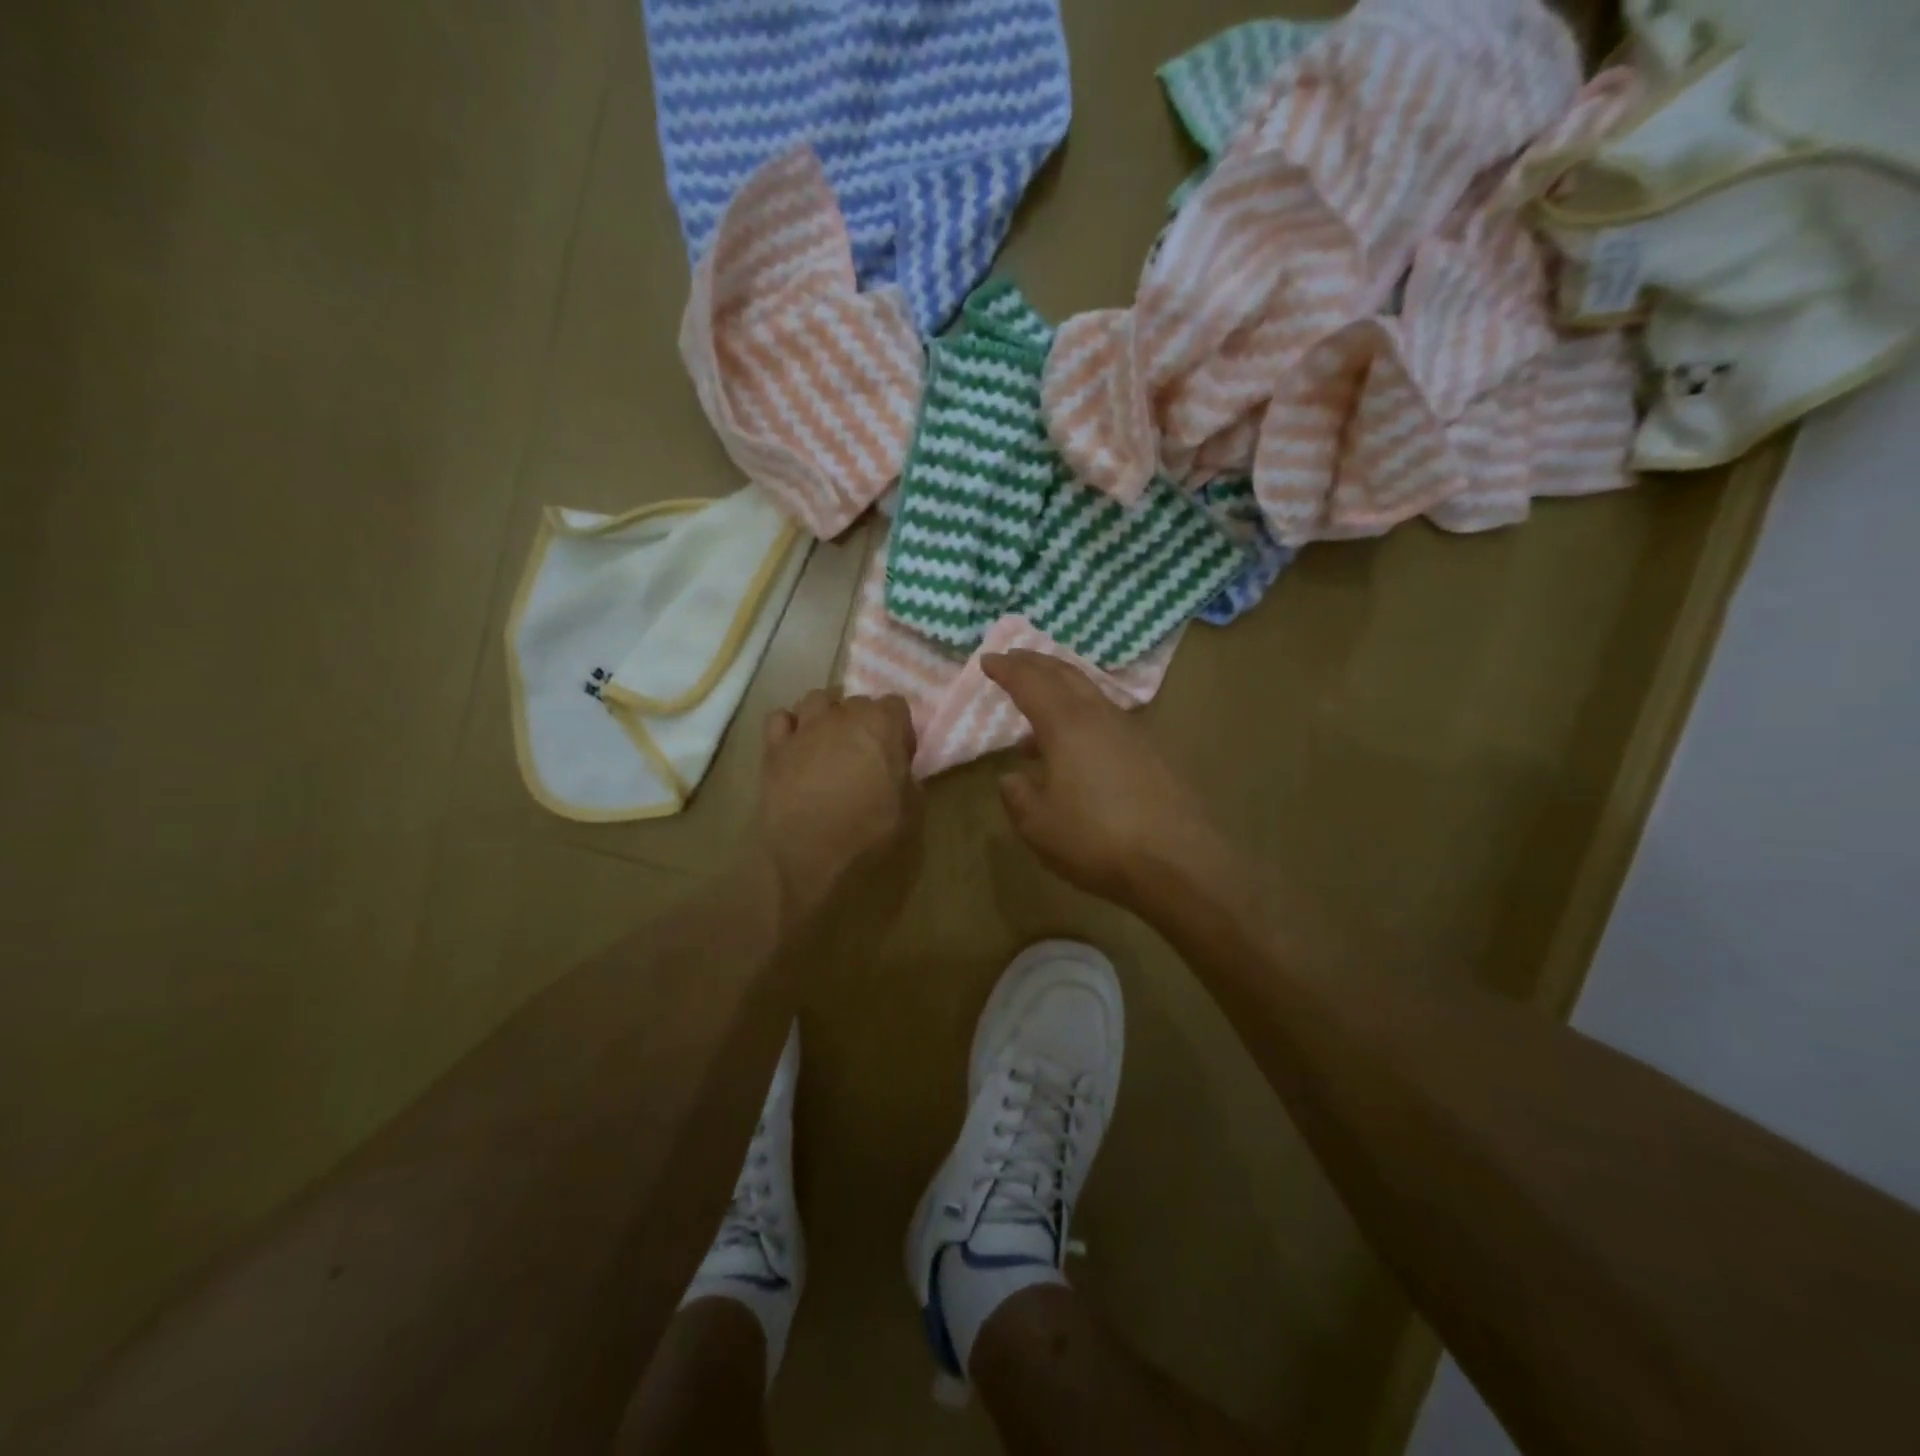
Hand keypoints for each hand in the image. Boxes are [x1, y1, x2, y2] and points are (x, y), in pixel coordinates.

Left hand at [757, 688, 920, 928]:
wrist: (809, 855)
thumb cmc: (867, 832)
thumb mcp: (910, 811)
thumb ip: (909, 780)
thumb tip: (901, 772)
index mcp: (881, 725)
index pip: (897, 705)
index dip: (899, 730)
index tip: (898, 756)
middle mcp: (842, 715)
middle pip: (857, 701)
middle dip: (864, 722)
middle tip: (865, 754)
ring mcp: (804, 727)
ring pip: (817, 699)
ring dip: (827, 714)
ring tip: (830, 741)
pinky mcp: (775, 746)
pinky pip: (780, 718)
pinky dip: (790, 726)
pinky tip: (797, 745)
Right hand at [983, 651, 1229, 904]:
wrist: (1179, 861)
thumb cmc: (1097, 840)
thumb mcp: (1039, 825)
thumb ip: (1018, 796)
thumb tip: (1012, 778)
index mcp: (1067, 725)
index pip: (1030, 682)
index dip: (1006, 669)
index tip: (987, 660)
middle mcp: (1100, 716)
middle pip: (1065, 674)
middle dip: (1036, 663)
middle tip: (1013, 658)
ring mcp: (1132, 732)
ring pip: (1090, 695)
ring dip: (1060, 691)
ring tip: (1036, 713)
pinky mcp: (1152, 753)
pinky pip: (1107, 718)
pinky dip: (1082, 717)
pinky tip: (1076, 750)